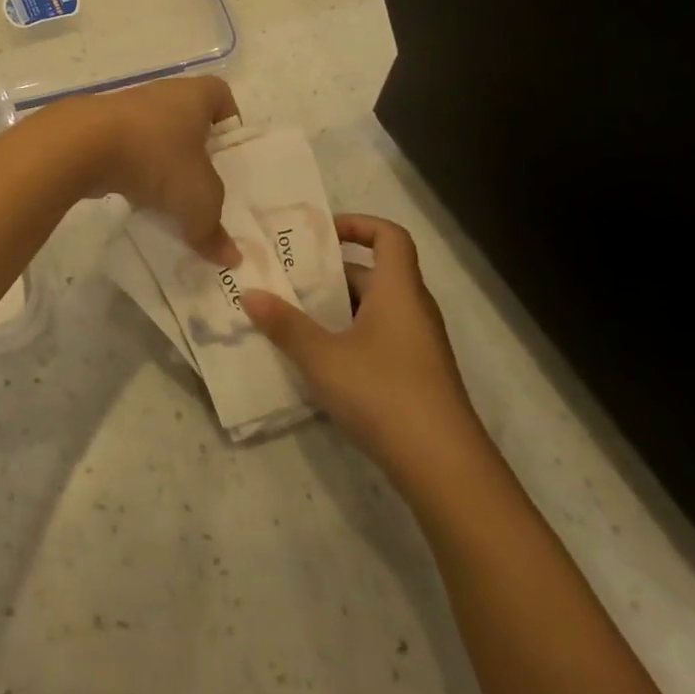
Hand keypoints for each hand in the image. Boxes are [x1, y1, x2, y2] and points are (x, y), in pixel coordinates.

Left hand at [52, 76, 240, 264]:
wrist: (81, 145)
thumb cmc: (155, 156)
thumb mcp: (197, 199)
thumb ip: (213, 228)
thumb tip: (230, 257)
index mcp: (195, 95)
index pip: (222, 97)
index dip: (230, 123)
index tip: (230, 156)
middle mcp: (163, 95)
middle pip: (189, 121)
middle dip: (197, 153)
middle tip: (206, 186)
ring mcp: (128, 111)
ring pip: (156, 138)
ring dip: (163, 165)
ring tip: (172, 200)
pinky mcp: (100, 129)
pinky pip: (128, 151)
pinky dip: (134, 172)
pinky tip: (138, 199)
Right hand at [241, 214, 479, 467]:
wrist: (445, 468)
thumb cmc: (383, 393)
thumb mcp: (323, 357)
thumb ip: (285, 324)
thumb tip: (249, 293)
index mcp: (398, 290)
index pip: (389, 236)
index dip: (358, 225)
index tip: (321, 234)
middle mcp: (414, 310)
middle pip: (375, 274)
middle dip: (331, 274)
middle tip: (289, 280)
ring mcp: (419, 347)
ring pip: (376, 310)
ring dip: (338, 309)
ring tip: (295, 319)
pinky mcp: (418, 379)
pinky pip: (381, 340)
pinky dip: (351, 339)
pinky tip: (321, 363)